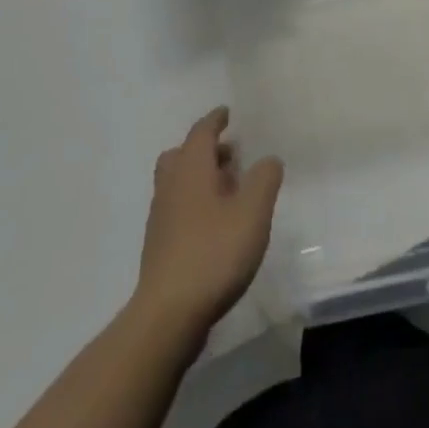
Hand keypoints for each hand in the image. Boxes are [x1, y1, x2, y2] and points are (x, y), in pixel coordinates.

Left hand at [133, 107, 282, 338]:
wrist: (169, 314)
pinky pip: (177, 207)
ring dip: (199, 176)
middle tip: (229, 153)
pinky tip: (215, 223)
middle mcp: (171, 186)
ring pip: (177, 182)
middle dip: (205, 149)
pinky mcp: (160, 246)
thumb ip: (264, 179)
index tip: (226, 113)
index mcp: (191, 169)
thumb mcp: (253, 212)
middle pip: (181, 155)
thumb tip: (268, 159)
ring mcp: (161, 217)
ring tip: (228, 189)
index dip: (215, 120)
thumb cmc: (214, 253)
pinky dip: (194, 202)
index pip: (201, 132)